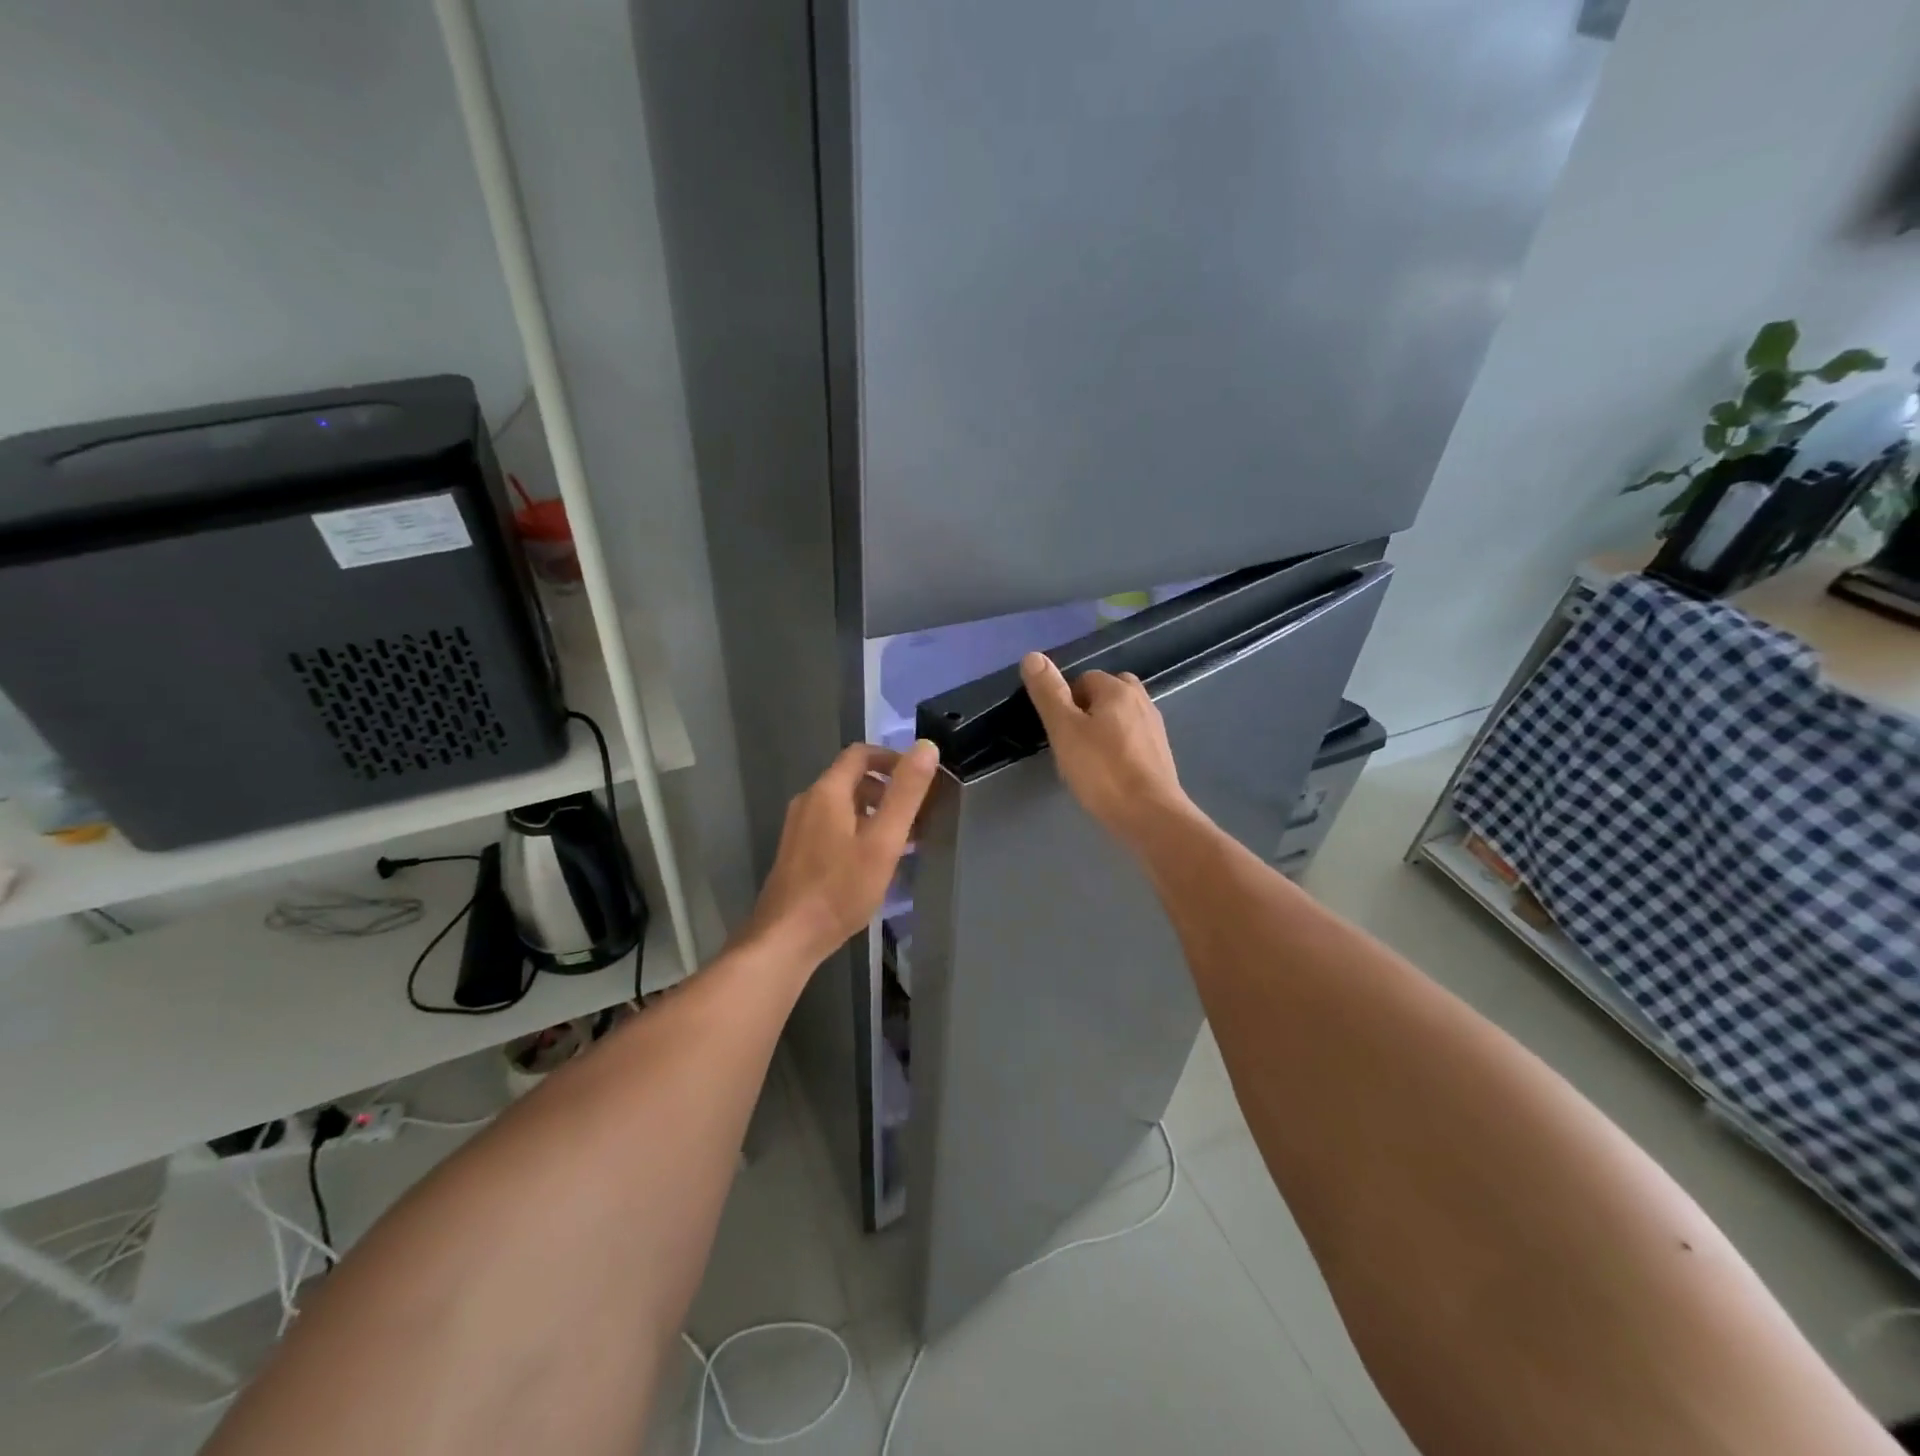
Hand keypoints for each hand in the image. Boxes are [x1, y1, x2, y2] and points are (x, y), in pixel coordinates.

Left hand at [742, 740, 940, 965]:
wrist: (787, 937)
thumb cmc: (840, 888)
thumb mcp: (883, 840)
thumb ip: (906, 793)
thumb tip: (926, 746)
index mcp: (827, 791)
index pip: (861, 753)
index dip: (892, 758)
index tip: (920, 779)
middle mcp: (808, 801)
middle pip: (852, 779)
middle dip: (887, 789)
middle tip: (918, 815)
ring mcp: (798, 827)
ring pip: (842, 805)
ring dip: (874, 812)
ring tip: (902, 840)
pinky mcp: (797, 852)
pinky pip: (832, 826)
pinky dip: (857, 830)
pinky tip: (873, 861)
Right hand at [1020, 652, 1195, 848]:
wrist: (1150, 815)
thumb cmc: (1102, 771)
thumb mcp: (1064, 730)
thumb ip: (1048, 693)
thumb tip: (1033, 655)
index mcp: (1117, 690)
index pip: (1084, 678)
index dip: (1066, 700)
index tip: (1058, 730)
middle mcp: (1141, 701)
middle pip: (1108, 693)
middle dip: (1088, 709)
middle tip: (1072, 741)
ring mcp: (1155, 729)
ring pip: (1122, 716)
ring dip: (1105, 728)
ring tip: (1088, 757)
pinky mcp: (1160, 755)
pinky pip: (1133, 739)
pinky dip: (1119, 747)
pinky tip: (1109, 772)